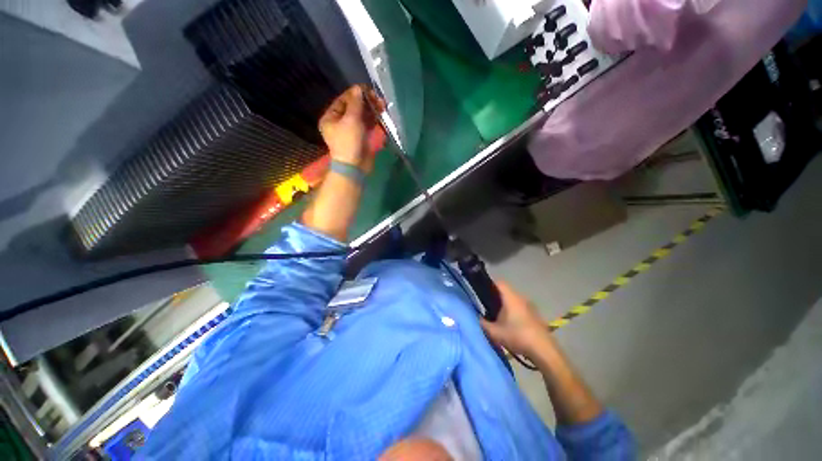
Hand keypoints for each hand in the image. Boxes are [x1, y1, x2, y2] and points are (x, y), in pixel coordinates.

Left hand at [318, 85, 384, 171]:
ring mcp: (351, 131)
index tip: (367, 89)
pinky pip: (366, 125)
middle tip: (377, 98)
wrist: (355, 167)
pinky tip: (381, 114)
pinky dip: (373, 119)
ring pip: (361, 116)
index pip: (343, 100)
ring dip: (371, 110)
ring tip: (382, 105)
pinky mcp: (361, 138)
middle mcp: (339, 123)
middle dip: (365, 102)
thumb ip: (355, 103)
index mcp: (331, 117)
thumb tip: (358, 88)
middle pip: (353, 107)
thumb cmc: (349, 142)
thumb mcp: (351, 120)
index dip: (355, 94)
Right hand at [480, 280, 555, 358]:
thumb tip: (478, 318)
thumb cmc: (517, 336)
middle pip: (506, 292)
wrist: (544, 351)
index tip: (481, 292)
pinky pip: (521, 308)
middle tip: (486, 307)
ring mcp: (530, 306)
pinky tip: (511, 326)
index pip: (499, 283)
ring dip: (506, 306)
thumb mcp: (495, 332)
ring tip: (498, 318)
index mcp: (511, 297)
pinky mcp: (535, 316)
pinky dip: (514, 313)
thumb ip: (483, 323)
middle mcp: (521, 298)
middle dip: (496, 298)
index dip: (489, 285)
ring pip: (514, 301)